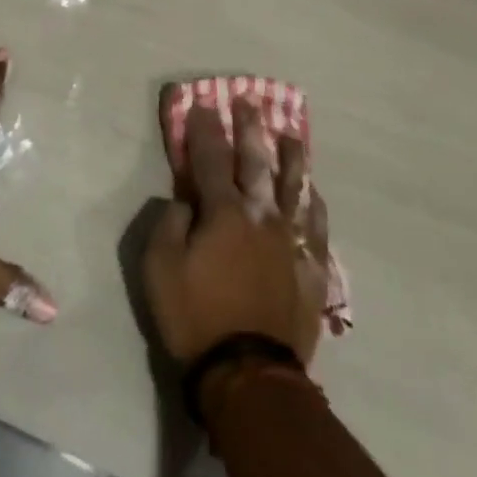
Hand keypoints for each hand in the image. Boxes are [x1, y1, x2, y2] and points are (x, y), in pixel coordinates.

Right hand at [143, 95, 330, 365]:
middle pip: (256, 162)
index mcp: (223, 213)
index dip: (205, 130)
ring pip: (294, 186)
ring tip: (290, 133)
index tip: (204, 104)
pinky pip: (317, 224)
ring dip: (290, 157)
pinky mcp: (311, 266)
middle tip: (249, 102)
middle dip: (250, 129)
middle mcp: (261, 215)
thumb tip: (184, 199)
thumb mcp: (159, 270)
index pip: (211, 159)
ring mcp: (291, 240)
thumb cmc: (195, 318)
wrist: (249, 373)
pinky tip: (314, 190)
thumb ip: (168, 224)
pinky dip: (314, 202)